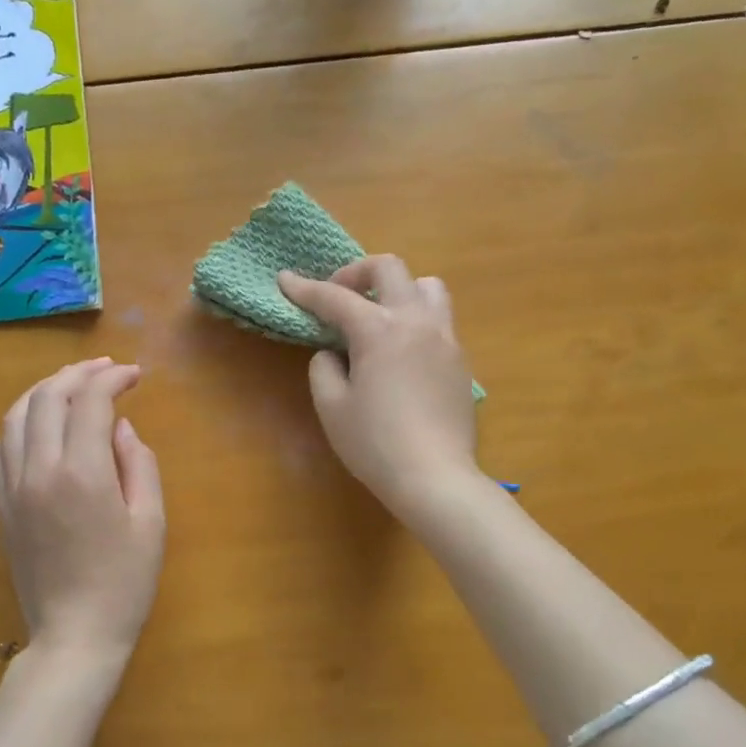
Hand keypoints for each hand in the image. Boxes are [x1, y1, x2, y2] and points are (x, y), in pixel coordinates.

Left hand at [0, 359, 164, 685]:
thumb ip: (139, 464)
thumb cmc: (124, 583)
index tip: (135, 376)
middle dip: (78, 374)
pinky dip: (20, 422)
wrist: (74, 636)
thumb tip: (120, 426)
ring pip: (15, 416)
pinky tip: (40, 425)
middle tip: (106, 370)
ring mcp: (11, 487)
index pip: (90, 401)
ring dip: (44, 391)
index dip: (113, 379)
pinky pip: (1, 447)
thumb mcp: (150, 522)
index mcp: (82, 473)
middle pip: (47, 398)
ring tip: (71, 386)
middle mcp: (38, 470)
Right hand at [278, 257, 479, 522]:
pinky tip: (401, 352)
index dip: (305, 288)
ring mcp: (445, 338)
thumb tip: (334, 353)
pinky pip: (439, 320)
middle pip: (389, 268)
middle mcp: (416, 321)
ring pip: (427, 286)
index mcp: (379, 329)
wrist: (435, 477)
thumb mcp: (332, 407)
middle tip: (338, 295)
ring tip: (379, 314)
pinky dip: (415, 319)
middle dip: (356, 272)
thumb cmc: (374, 444)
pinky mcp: (460, 360)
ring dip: (398, 289)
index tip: (285, 280)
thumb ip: (324, 368)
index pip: (335, 298)